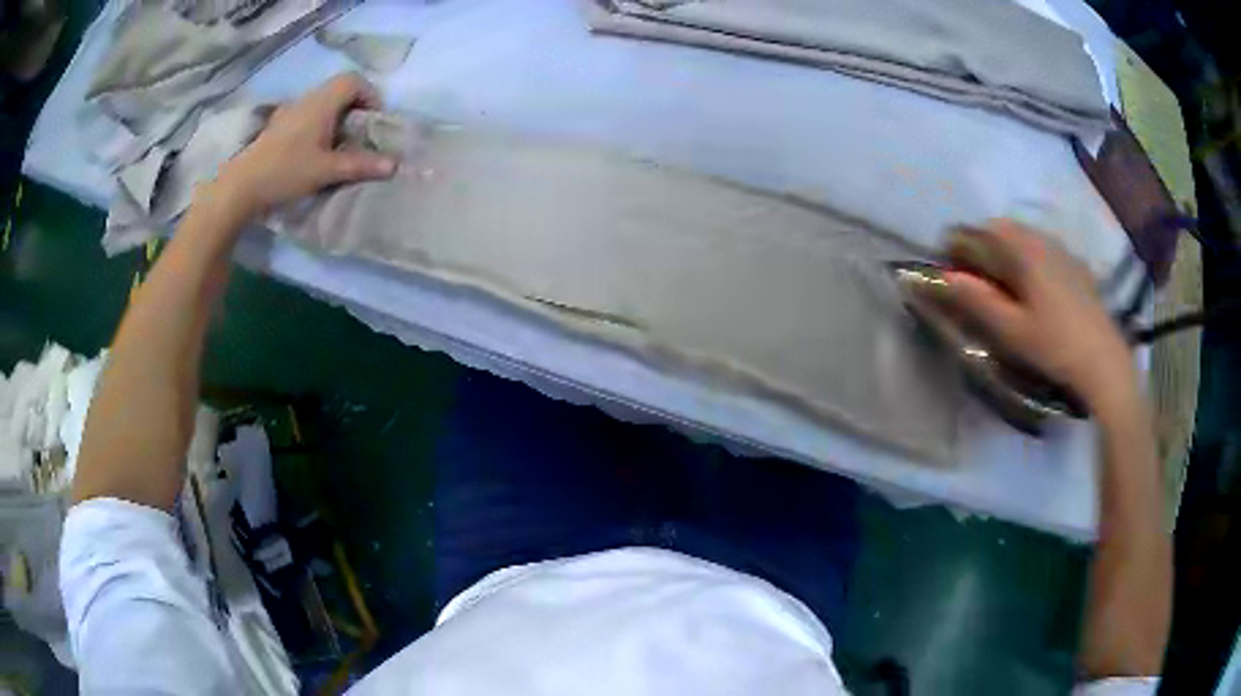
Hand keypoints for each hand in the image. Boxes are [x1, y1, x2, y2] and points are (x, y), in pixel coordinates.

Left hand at [213, 73, 396, 217]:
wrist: (241, 186)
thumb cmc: (286, 171)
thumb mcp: (327, 170)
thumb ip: (360, 165)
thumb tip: (394, 165)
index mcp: (322, 102)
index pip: (354, 80)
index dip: (370, 95)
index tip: (372, 121)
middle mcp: (307, 99)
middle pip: (339, 90)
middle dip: (354, 109)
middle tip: (358, 136)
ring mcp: (289, 112)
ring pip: (322, 104)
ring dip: (335, 119)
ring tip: (337, 147)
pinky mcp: (277, 127)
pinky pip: (306, 116)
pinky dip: (317, 127)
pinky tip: (312, 152)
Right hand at [932, 220, 1135, 412]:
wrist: (1104, 361)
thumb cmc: (1055, 346)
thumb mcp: (1012, 331)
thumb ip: (978, 301)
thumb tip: (946, 277)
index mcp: (1023, 251)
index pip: (980, 233)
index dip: (960, 246)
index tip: (949, 267)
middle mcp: (1041, 240)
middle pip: (1002, 228)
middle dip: (983, 245)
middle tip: (975, 277)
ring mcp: (1062, 250)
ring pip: (1024, 236)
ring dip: (1006, 250)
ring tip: (1002, 282)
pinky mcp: (1076, 264)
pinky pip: (1043, 247)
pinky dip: (1029, 257)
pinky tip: (1034, 287)